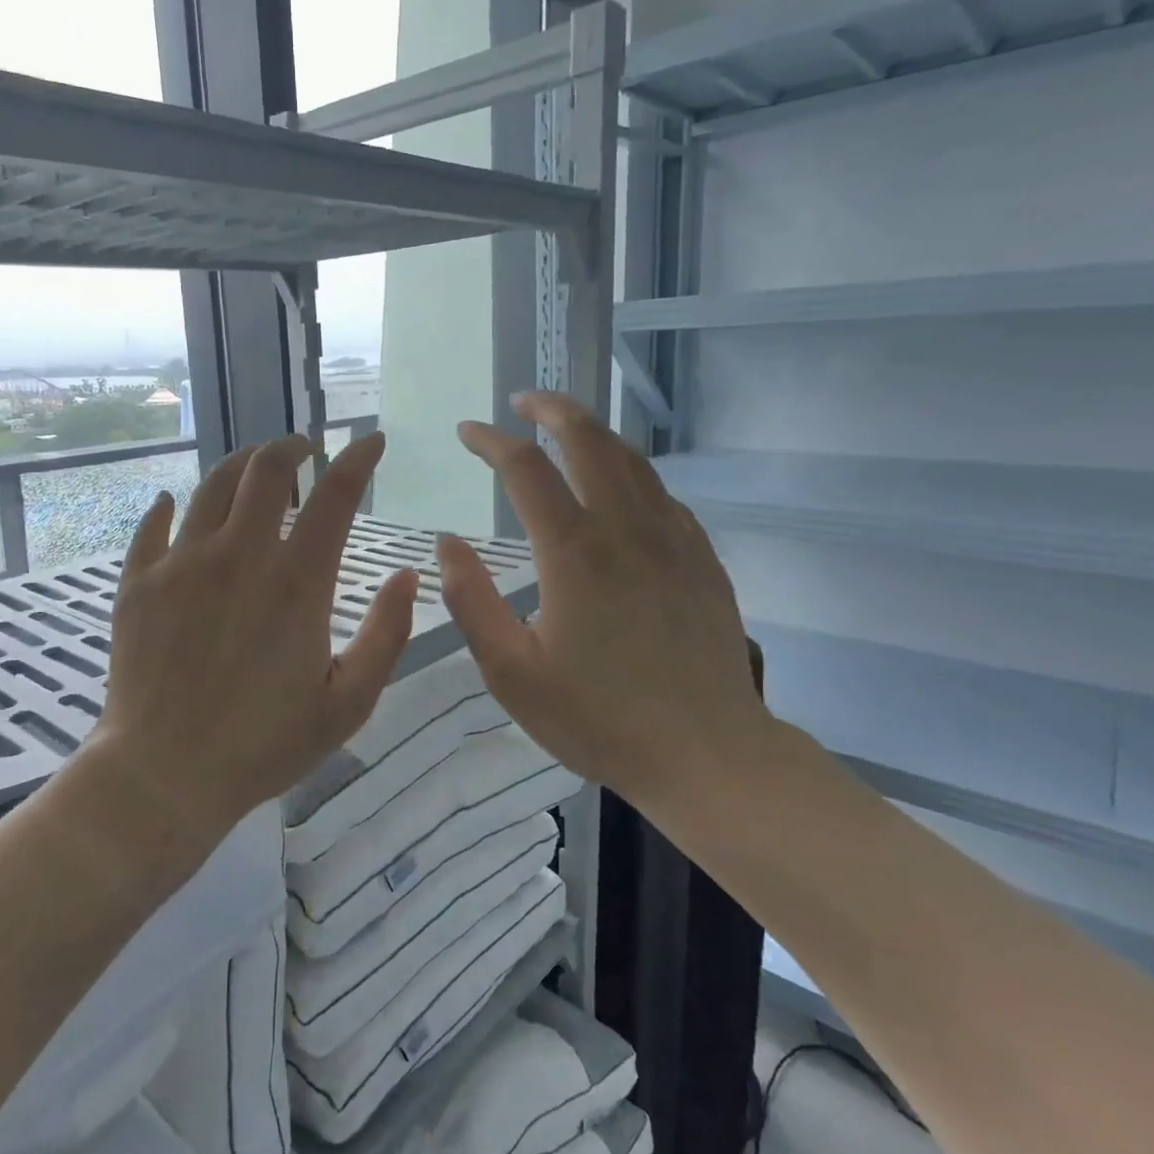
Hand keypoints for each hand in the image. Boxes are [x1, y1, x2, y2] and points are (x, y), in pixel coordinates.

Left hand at [92, 432, 418, 833]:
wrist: (163, 774)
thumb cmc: (264, 745)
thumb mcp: (348, 703)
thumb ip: (387, 636)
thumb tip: (407, 576)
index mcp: (297, 582)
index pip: (336, 496)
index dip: (359, 459)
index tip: (371, 441)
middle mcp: (239, 556)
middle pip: (267, 469)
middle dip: (292, 448)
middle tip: (305, 451)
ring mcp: (182, 564)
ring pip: (211, 485)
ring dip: (240, 466)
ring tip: (255, 469)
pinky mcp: (139, 583)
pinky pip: (153, 525)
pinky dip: (170, 507)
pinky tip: (175, 504)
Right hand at [435, 392, 771, 802]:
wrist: (706, 752)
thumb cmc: (597, 717)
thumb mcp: (511, 671)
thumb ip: (472, 601)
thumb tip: (447, 543)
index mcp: (574, 552)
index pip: (526, 468)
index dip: (491, 441)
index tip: (468, 432)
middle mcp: (626, 528)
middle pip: (588, 439)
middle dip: (550, 408)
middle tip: (522, 402)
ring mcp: (673, 538)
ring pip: (631, 459)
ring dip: (593, 433)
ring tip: (565, 431)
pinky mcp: (702, 557)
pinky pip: (661, 494)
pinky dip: (630, 473)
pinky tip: (619, 490)